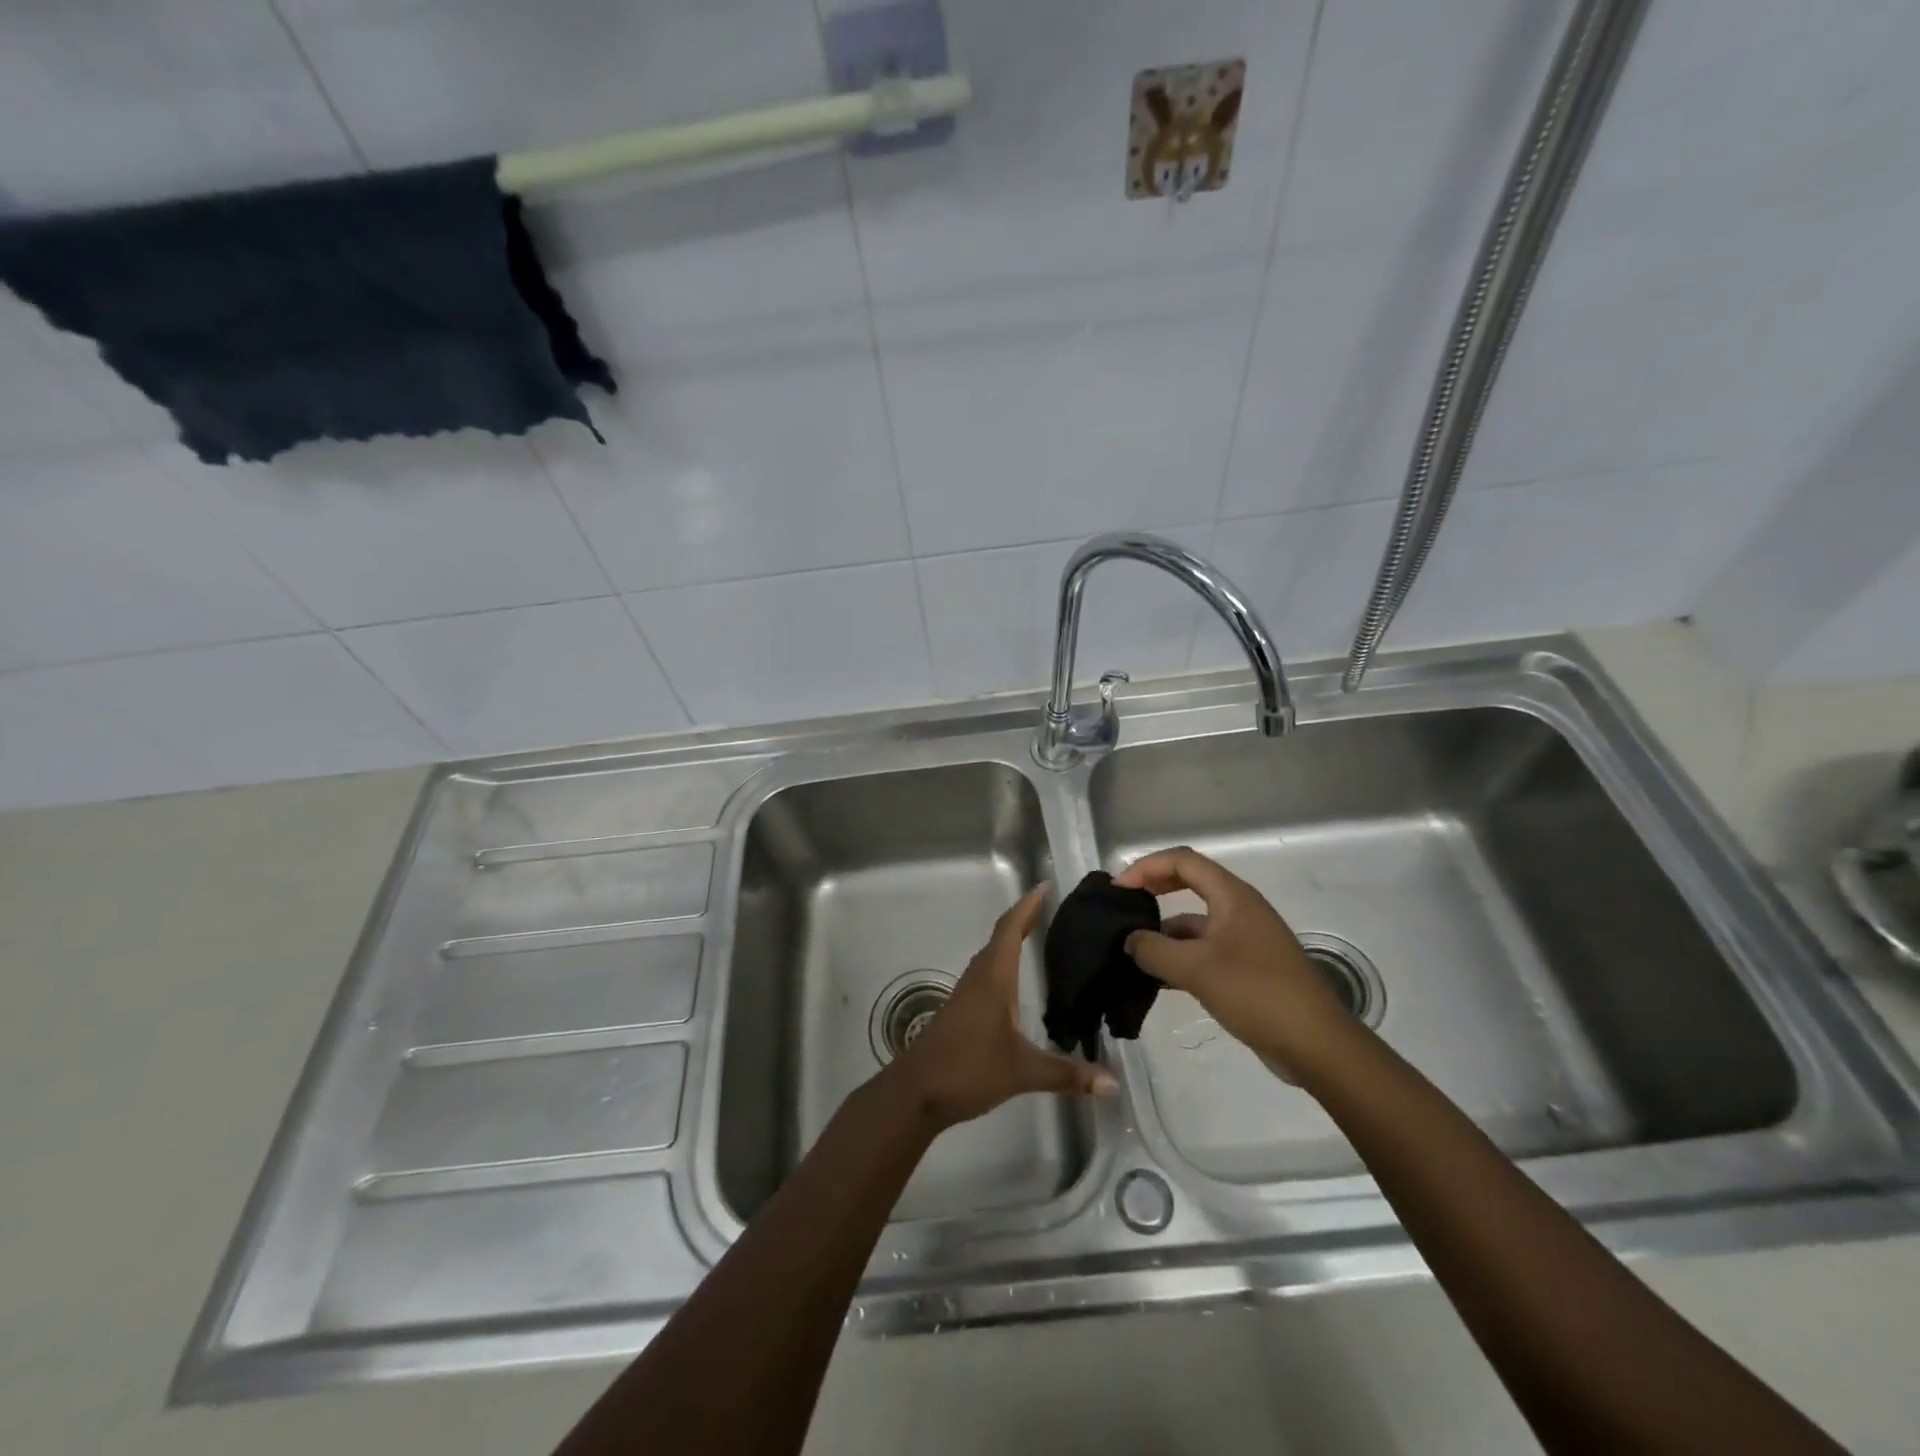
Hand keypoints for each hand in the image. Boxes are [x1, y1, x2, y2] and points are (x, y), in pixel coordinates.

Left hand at [884, 885, 1118, 1128]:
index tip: (1046, 886)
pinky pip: (987, 973)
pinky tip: (1017, 981)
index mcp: (993, 978)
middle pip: (1001, 936)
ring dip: (1012, 940)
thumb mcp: (1022, 1072)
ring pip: (992, 955)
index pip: (1011, 929)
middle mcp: (979, 977)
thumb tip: (1113, 1083)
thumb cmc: (968, 1069)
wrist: (916, 1092)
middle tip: (1052, 908)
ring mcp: (967, 993)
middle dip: (1025, 918)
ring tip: (1040, 935)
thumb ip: (1067, 1074)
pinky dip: (1004, 963)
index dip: (1028, 905)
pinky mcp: (961, 1010)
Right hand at [1116, 846, 1357, 1080]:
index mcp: (1232, 896)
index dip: (1146, 867)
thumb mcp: (1197, 969)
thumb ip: (1155, 950)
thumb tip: (1130, 940)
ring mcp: (1245, 940)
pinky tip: (1157, 979)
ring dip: (1164, 932)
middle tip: (1122, 907)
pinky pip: (1204, 951)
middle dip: (1154, 891)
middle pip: (1189, 884)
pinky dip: (1180, 958)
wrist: (1316, 1045)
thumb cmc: (1257, 993)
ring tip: (1131, 952)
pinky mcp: (1247, 969)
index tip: (1119, 889)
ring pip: (1195, 923)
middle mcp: (1239, 909)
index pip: (1183, 861)